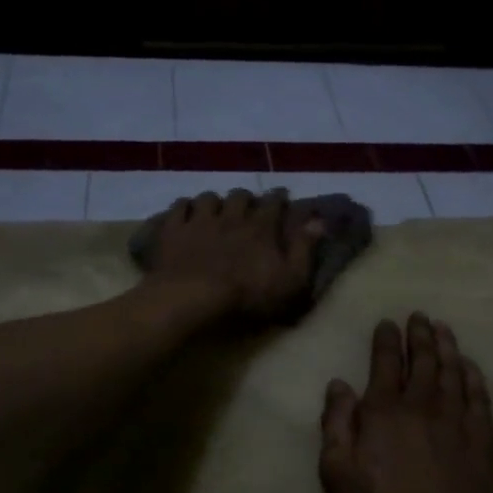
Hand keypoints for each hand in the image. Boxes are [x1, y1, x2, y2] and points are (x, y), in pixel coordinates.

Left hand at [142, 189, 323, 324]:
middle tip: (247, 207)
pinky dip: (184, 208)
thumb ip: (304, 249)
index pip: (275, 203)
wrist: (193, 297)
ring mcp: (200, 221)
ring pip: (209, 198)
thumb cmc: (247, 294)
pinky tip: (186, 214)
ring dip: (214, 202)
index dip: (280, 198)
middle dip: (246, 198)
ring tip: (215, 210)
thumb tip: (318, 221)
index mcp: (261, 227)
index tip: (283, 197)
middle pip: (240, 195)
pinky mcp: (174, 230)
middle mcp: (232, 216)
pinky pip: (179, 207)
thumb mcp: (290, 280)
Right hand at [319, 312, 492, 492]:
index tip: (387, 323)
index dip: (385, 340)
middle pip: (422, 360)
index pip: (384, 364)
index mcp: (384, 411)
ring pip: (452, 370)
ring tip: (443, 328)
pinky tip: (470, 366)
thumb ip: (336, 426)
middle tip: (419, 316)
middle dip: (419, 335)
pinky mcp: (485, 437)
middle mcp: (422, 404)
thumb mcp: (340, 477)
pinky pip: (478, 394)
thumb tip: (338, 385)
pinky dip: (473, 374)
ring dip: (446, 346)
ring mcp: (458, 419)